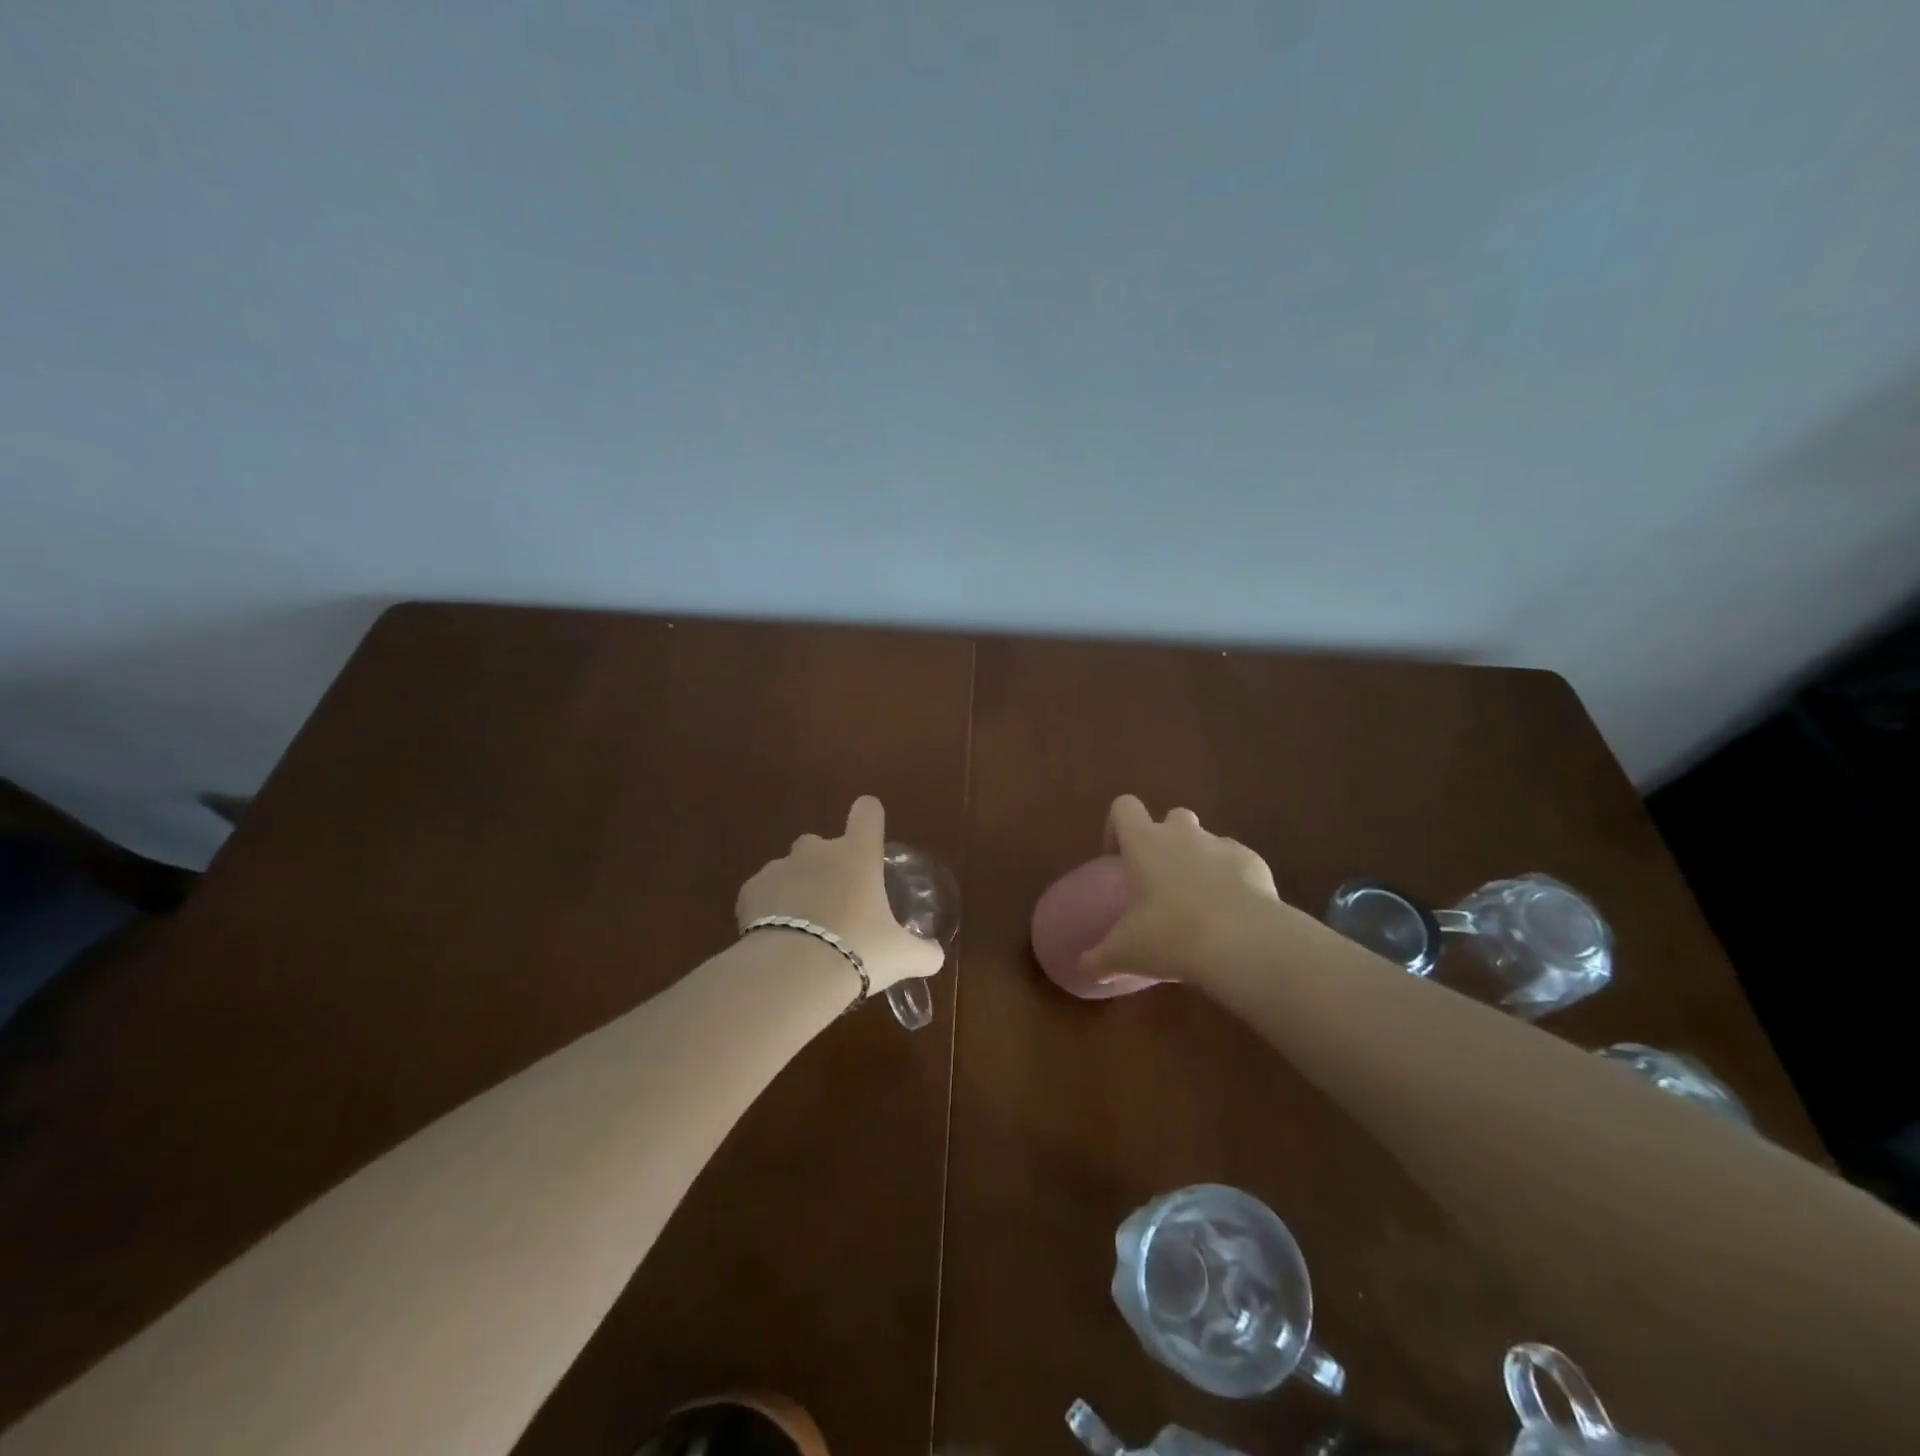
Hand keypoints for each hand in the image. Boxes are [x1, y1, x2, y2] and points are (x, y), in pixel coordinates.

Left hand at [736, 796, 943, 993]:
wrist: (793, 972)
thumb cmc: (858, 950)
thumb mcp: (902, 957)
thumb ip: (923, 952)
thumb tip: (936, 955)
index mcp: (858, 855)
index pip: (867, 812)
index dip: (869, 819)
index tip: (870, 836)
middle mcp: (818, 851)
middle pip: (821, 844)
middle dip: (826, 867)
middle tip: (836, 906)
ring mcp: (780, 867)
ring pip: (790, 869)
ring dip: (796, 889)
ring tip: (803, 929)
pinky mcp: (750, 890)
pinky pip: (763, 893)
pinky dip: (768, 909)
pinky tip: (777, 939)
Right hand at [1082, 795, 1280, 984]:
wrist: (1244, 942)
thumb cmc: (1170, 937)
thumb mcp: (1124, 954)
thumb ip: (1098, 959)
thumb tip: (1084, 970)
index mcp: (1144, 843)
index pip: (1124, 807)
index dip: (1118, 826)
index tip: (1117, 859)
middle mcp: (1182, 834)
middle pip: (1171, 817)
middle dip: (1167, 841)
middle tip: (1161, 881)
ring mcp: (1222, 845)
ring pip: (1207, 840)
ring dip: (1200, 861)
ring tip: (1199, 903)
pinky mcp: (1254, 862)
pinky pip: (1238, 863)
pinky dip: (1233, 880)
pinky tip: (1232, 914)